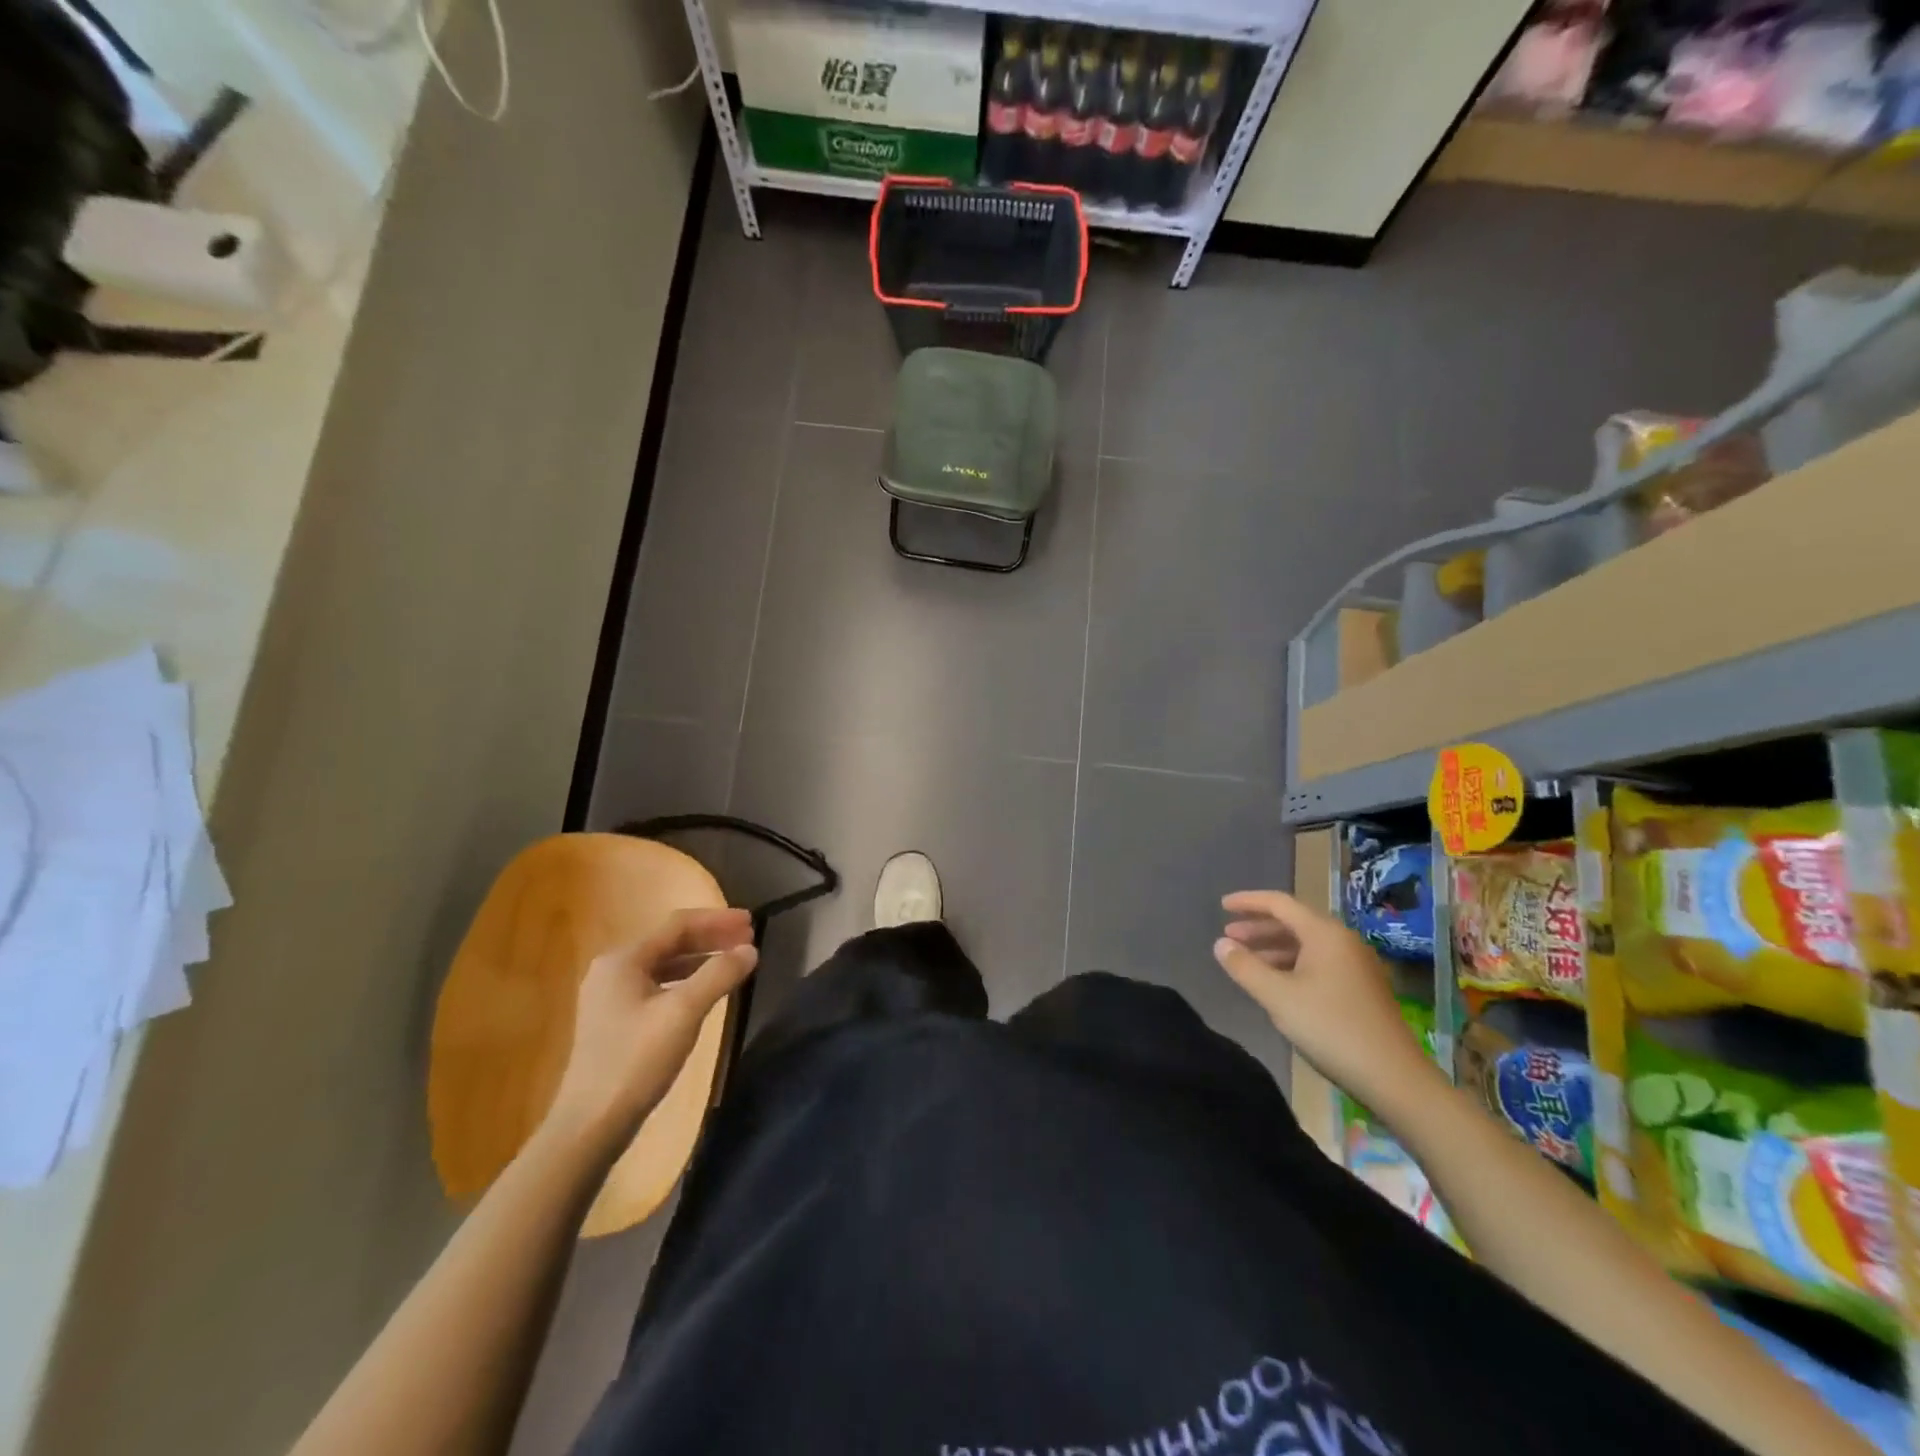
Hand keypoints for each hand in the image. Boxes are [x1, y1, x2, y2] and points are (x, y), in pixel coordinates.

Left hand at [544, 908, 757, 1151]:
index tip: (752, 922)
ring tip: (733, 962)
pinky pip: (658, 986)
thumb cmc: (636, 1061)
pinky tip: (705, 992)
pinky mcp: (615, 1021)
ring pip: (665, 964)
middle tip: (748, 940)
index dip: (717, 920)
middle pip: (670, 942)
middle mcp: (613, 970)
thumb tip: (749, 949)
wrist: (590, 1124)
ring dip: (701, 959)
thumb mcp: (683, 1013)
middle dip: (711, 938)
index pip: (678, 924)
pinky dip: (686, 981)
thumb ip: (719, 975)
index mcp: (623, 960)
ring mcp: (611, 997)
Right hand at [1214, 889, 1441, 1113]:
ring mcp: (1356, 965)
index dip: (1248, 901)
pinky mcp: (1361, 988)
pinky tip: (1277, 983)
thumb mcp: (1278, 997)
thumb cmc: (1330, 1028)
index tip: (1222, 905)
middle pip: (1294, 922)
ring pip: (1307, 944)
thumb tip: (1220, 944)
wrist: (1394, 1077)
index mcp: (1324, 934)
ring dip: (1274, 948)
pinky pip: (1318, 962)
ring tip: (1246, 960)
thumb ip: (1245, 967)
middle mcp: (1343, 941)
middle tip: (1228, 935)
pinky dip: (1292, 964)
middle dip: (1259, 927)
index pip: (1279, 903)